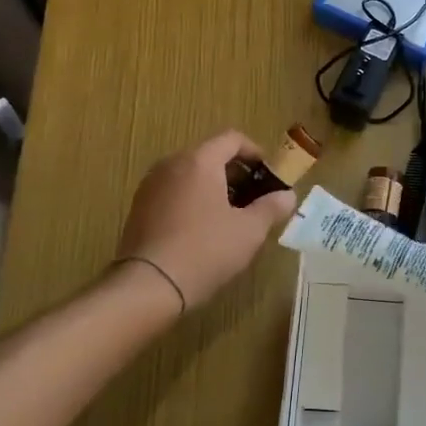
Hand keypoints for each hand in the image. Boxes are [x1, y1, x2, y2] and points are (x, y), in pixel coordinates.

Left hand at [114, 131, 295, 309]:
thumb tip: (287, 195)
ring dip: (213, 187)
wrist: (147, 286)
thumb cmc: (205, 250)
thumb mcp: (249, 231)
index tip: (268, 176)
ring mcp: (150, 185)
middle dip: (235, 173)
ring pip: (190, 175)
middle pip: (210, 155)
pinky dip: (192, 200)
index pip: (232, 139)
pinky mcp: (139, 208)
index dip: (255, 153)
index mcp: (199, 161)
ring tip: (230, 216)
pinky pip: (173, 192)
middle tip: (254, 199)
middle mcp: (171, 164)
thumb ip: (271, 207)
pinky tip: (202, 230)